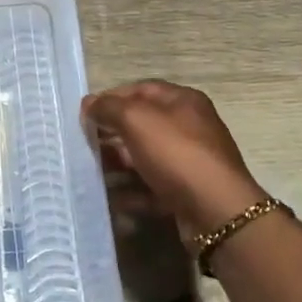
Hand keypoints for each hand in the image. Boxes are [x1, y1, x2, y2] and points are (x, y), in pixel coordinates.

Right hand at [82, 81, 270, 240]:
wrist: (216, 211)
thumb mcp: (136, 119)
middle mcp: (190, 127)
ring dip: (118, 165)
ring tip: (92, 173)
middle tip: (85, 144)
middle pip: (142, 125)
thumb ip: (108, 107)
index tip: (85, 114)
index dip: (111, 98)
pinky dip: (132, 192)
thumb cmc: (176, 153)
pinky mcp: (187, 192)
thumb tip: (89, 103)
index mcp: (183, 101)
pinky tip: (113, 200)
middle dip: (112, 133)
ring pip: (145, 157)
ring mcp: (190, 162)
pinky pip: (152, 187)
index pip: (141, 89)